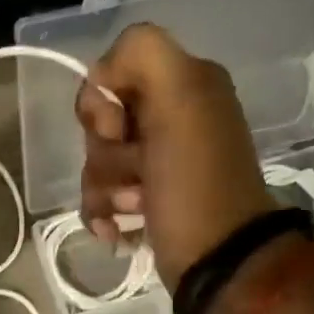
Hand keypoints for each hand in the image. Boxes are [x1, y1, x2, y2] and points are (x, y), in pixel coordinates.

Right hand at [74, 23, 276, 290]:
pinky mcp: (144, 198)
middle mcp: (171, 116)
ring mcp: (155, 160)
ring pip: (95, 160)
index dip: (102, 102)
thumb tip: (103, 80)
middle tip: (137, 171)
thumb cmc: (196, 181)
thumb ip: (142, 54)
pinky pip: (98, 194)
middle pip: (99, 121)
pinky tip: (118, 229)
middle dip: (105, 152)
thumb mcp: (181, 98)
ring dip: (104, 187)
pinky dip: (102, 212)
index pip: (110, 72)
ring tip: (133, 208)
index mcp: (183, 83)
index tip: (119, 129)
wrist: (217, 259)